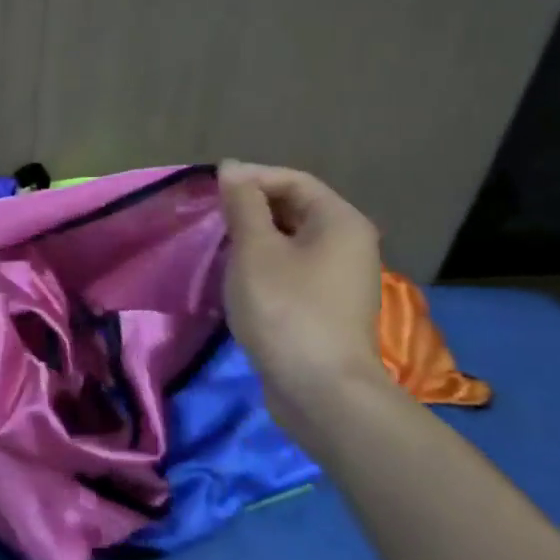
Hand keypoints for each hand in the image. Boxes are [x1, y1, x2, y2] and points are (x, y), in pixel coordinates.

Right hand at [218, 160, 386, 430]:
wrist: (319, 390)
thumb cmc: (285, 310)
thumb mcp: (255, 250)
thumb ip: (242, 205)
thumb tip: (232, 168)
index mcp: (340, 221)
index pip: (294, 180)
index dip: (251, 178)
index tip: (210, 189)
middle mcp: (349, 244)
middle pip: (296, 209)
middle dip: (251, 209)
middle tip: (210, 219)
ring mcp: (341, 279)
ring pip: (292, 243)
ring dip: (254, 240)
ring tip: (218, 248)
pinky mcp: (327, 308)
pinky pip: (293, 271)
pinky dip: (265, 267)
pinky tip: (238, 281)